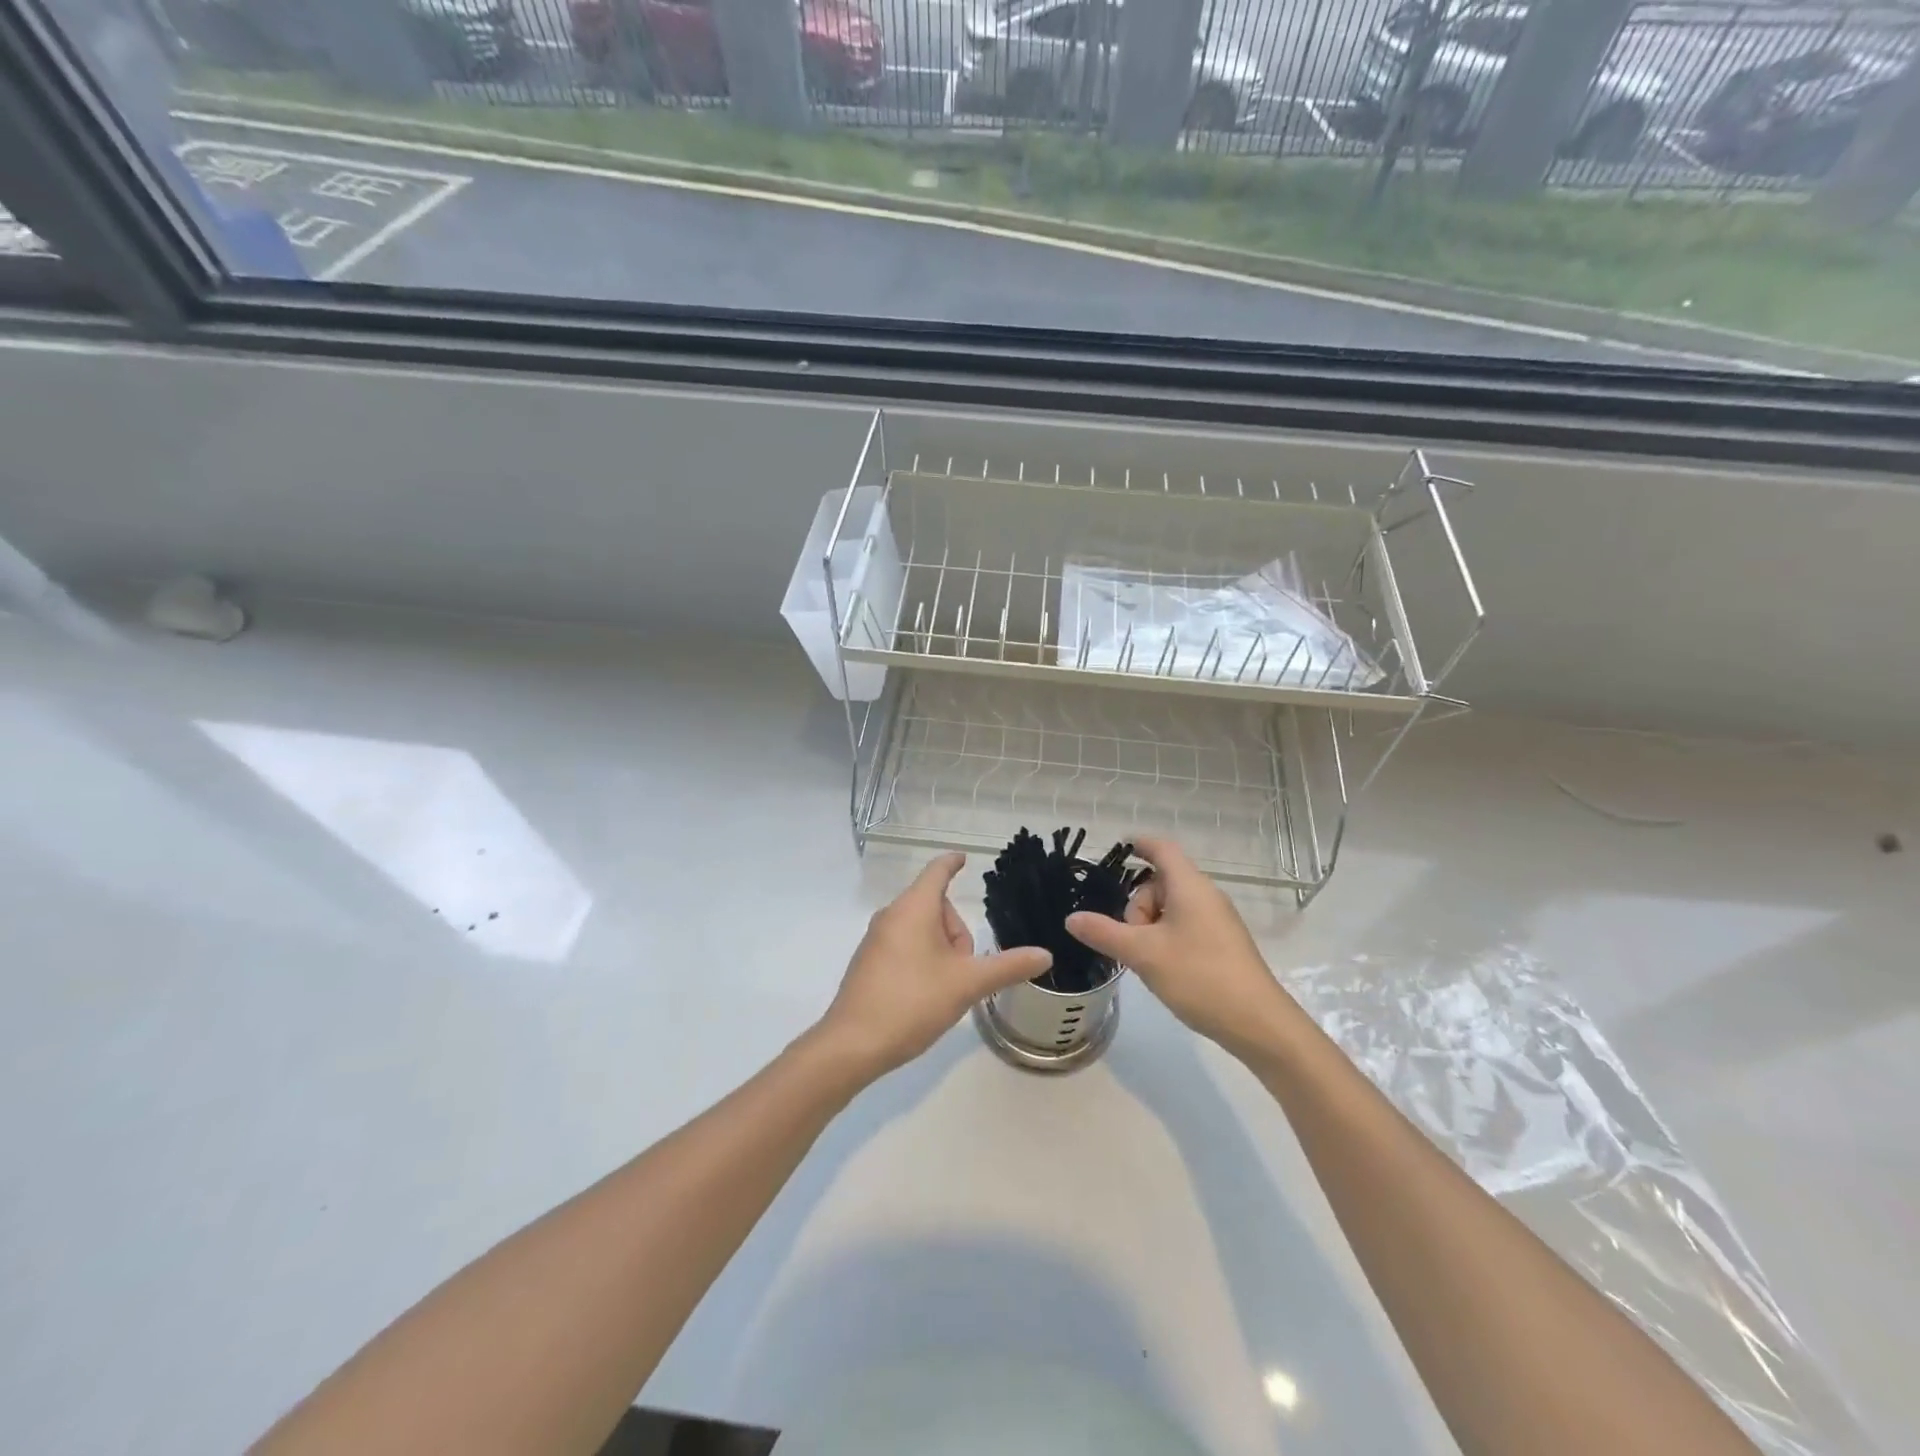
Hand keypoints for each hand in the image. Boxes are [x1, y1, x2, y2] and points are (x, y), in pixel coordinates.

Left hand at [815, 853, 1052, 1081]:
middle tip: (964, 970)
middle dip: (957, 933)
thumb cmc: (912, 1002)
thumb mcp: (967, 984)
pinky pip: (905, 945)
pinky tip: (925, 995)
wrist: (853, 1044)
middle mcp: (892, 915)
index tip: (964, 858)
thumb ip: (1007, 966)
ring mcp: (876, 939)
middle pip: (936, 906)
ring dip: (941, 950)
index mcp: (914, 908)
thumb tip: (1045, 954)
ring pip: (921, 929)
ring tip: (946, 988)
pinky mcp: (869, 962)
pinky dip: (922, 960)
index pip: (937, 871)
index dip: (953, 863)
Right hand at [1065, 835, 1295, 1055]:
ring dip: (1151, 926)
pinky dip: (1167, 937)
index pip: (1161, 848)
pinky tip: (1165, 968)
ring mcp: (1217, 920)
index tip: (1116, 850)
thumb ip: (1104, 933)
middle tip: (1132, 939)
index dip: (1138, 844)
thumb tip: (1072, 918)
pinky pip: (1186, 925)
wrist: (1258, 1023)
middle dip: (1138, 905)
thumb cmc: (1199, 977)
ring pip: (1171, 907)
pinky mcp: (1223, 943)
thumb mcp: (1143, 954)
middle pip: (1161, 882)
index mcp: (1189, 886)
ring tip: (1148, 960)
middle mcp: (1206, 895)